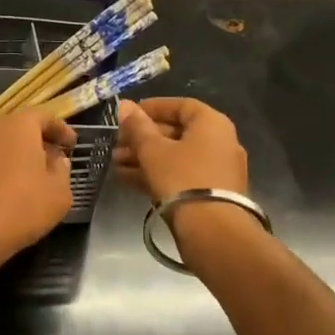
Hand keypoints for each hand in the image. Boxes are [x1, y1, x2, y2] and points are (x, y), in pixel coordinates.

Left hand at [0, 110, 77, 276]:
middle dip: (40, 140)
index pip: (44, 116)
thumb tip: (56, 159)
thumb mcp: (58, 192)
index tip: (72, 145)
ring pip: (5, 143)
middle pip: (22, 127)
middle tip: (57, 158)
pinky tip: (15, 188)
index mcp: (20, 125)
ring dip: (22, 154)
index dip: (61, 129)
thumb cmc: (21, 207)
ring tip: (38, 176)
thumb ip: (62, 170)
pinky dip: (6, 166)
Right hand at [115, 97, 248, 202]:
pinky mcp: (210, 193)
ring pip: (175, 156)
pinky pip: (180, 175)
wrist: (212, 230)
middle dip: (143, 137)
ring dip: (144, 157)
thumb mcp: (153, 150)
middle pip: (176, 132)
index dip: (153, 107)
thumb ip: (137, 127)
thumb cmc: (182, 178)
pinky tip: (127, 179)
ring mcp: (217, 169)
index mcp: (211, 124)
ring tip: (115, 162)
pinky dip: (156, 174)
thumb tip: (124, 105)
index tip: (129, 114)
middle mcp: (220, 142)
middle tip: (116, 143)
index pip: (181, 105)